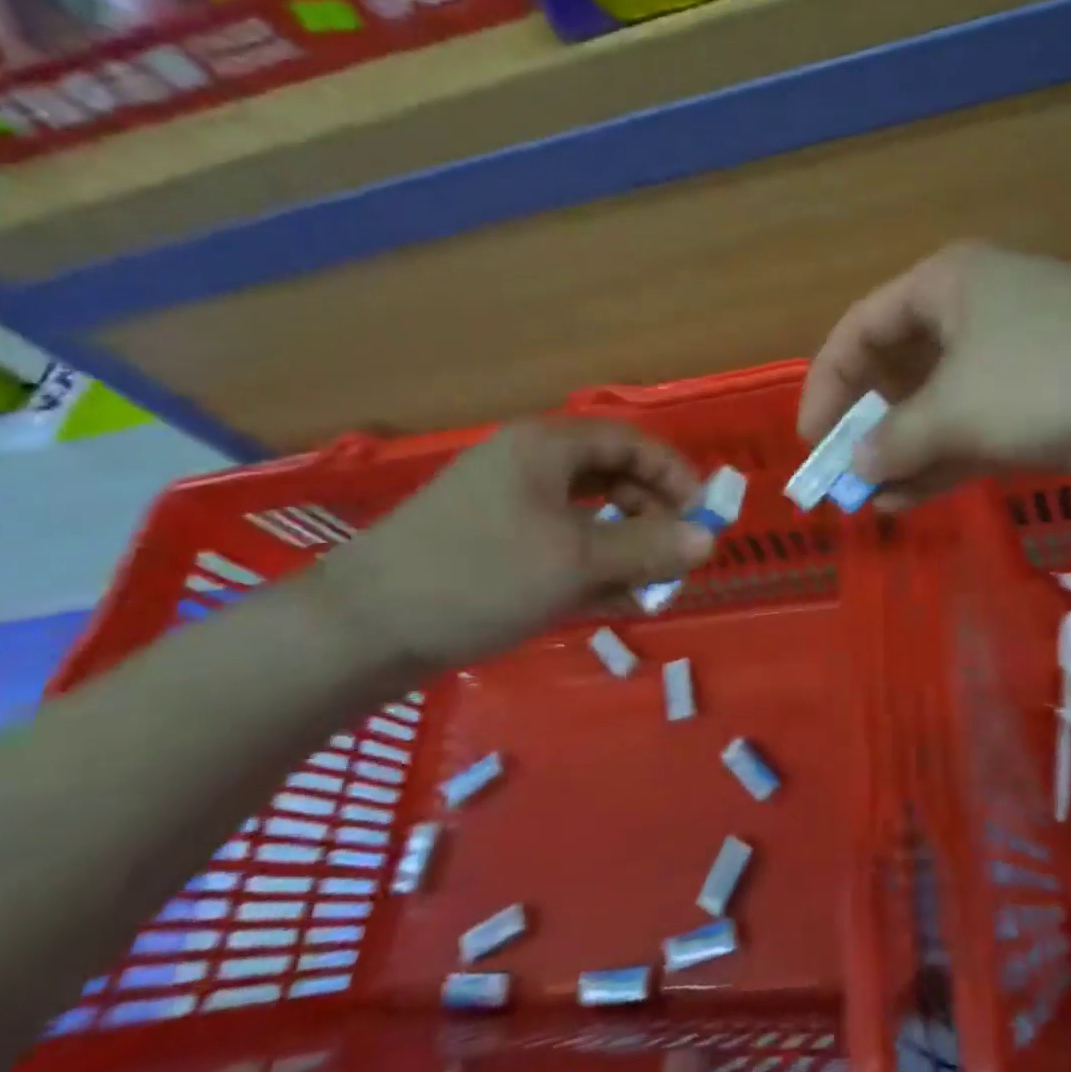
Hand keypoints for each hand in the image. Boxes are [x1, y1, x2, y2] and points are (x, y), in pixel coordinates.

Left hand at [317, 419, 713, 671]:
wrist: (360, 630)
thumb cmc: (478, 576)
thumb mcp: (576, 561)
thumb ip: (648, 547)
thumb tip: (710, 540)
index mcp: (546, 447)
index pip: (631, 441)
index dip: (675, 474)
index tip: (704, 517)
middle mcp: (529, 466)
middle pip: (612, 477)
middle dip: (652, 516)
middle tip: (676, 558)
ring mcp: (508, 507)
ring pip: (588, 517)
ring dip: (626, 548)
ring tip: (650, 588)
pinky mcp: (494, 546)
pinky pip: (560, 546)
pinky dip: (592, 568)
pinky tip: (614, 603)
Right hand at [798, 243, 1070, 505]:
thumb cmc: (1054, 376)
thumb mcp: (957, 408)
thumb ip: (896, 440)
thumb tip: (858, 468)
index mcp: (944, 286)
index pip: (860, 330)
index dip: (827, 386)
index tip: (812, 443)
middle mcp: (973, 314)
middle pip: (898, 369)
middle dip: (867, 426)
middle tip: (842, 478)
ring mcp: (1011, 361)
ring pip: (937, 408)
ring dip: (903, 454)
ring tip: (870, 502)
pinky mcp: (1042, 405)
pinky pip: (974, 432)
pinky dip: (943, 464)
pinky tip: (911, 501)